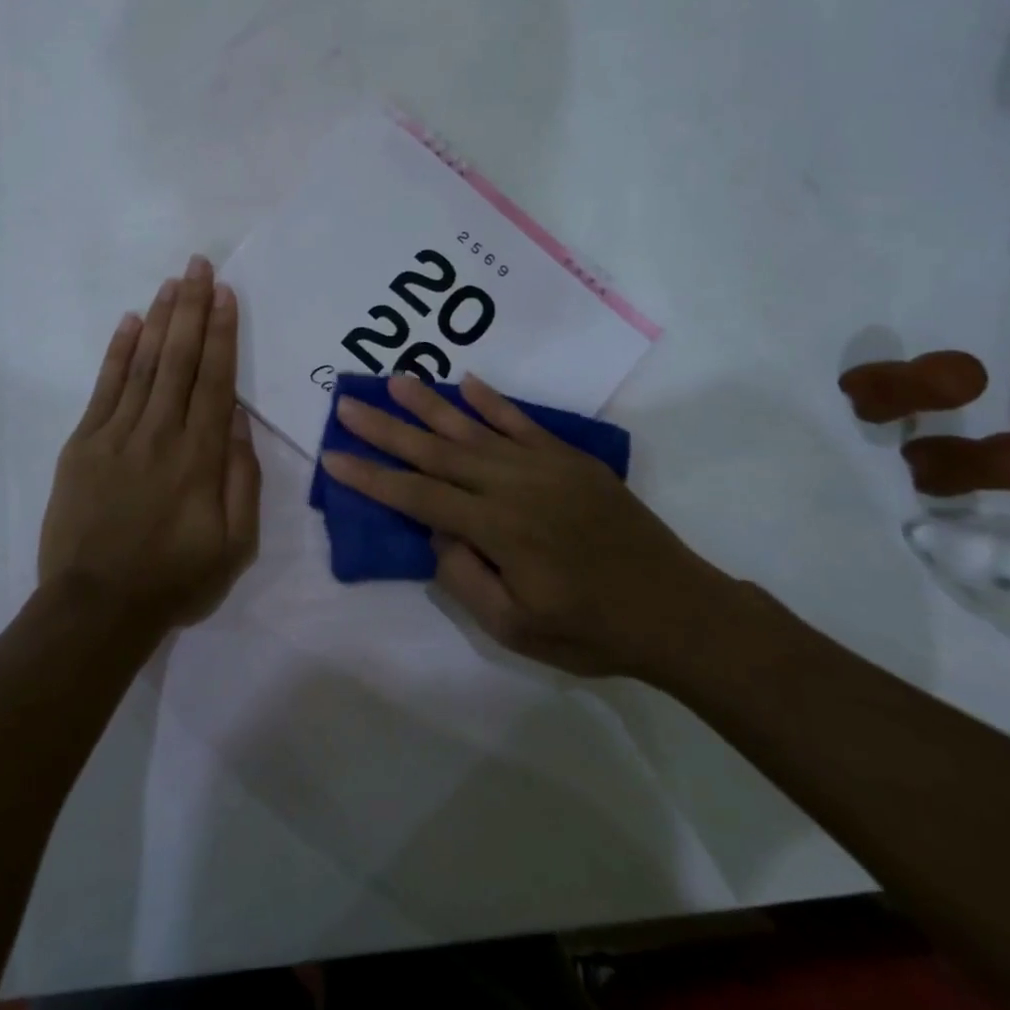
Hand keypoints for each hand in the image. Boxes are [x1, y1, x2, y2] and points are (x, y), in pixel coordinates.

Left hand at [38, 255, 261, 629]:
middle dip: (192, 308)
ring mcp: (116, 435)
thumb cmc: (175, 579)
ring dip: (159, 320)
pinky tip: (129, 322)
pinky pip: (104, 388)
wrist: (96, 608)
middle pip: (179, 359)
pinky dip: (118, 352)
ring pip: (144, 365)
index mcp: (200, 457)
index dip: (222, 333)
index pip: (215, 380)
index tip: (226, 294)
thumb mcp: (235, 545)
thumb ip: (243, 479)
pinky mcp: (83, 444)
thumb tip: (240, 421)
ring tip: (172, 282)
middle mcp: (159, 433)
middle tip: (199, 265)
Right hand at [320, 373, 735, 678]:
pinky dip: (491, 400)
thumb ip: (465, 577)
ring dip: (430, 404)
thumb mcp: (515, 627)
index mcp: (497, 529)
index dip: (372, 477)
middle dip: (386, 429)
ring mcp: (543, 465)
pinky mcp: (568, 458)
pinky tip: (466, 382)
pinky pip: (521, 421)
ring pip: (473, 427)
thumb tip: (438, 532)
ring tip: (394, 380)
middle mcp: (513, 485)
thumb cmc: (591, 629)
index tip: (333, 456)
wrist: (676, 609)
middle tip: (348, 404)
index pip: (418, 496)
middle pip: (436, 451)